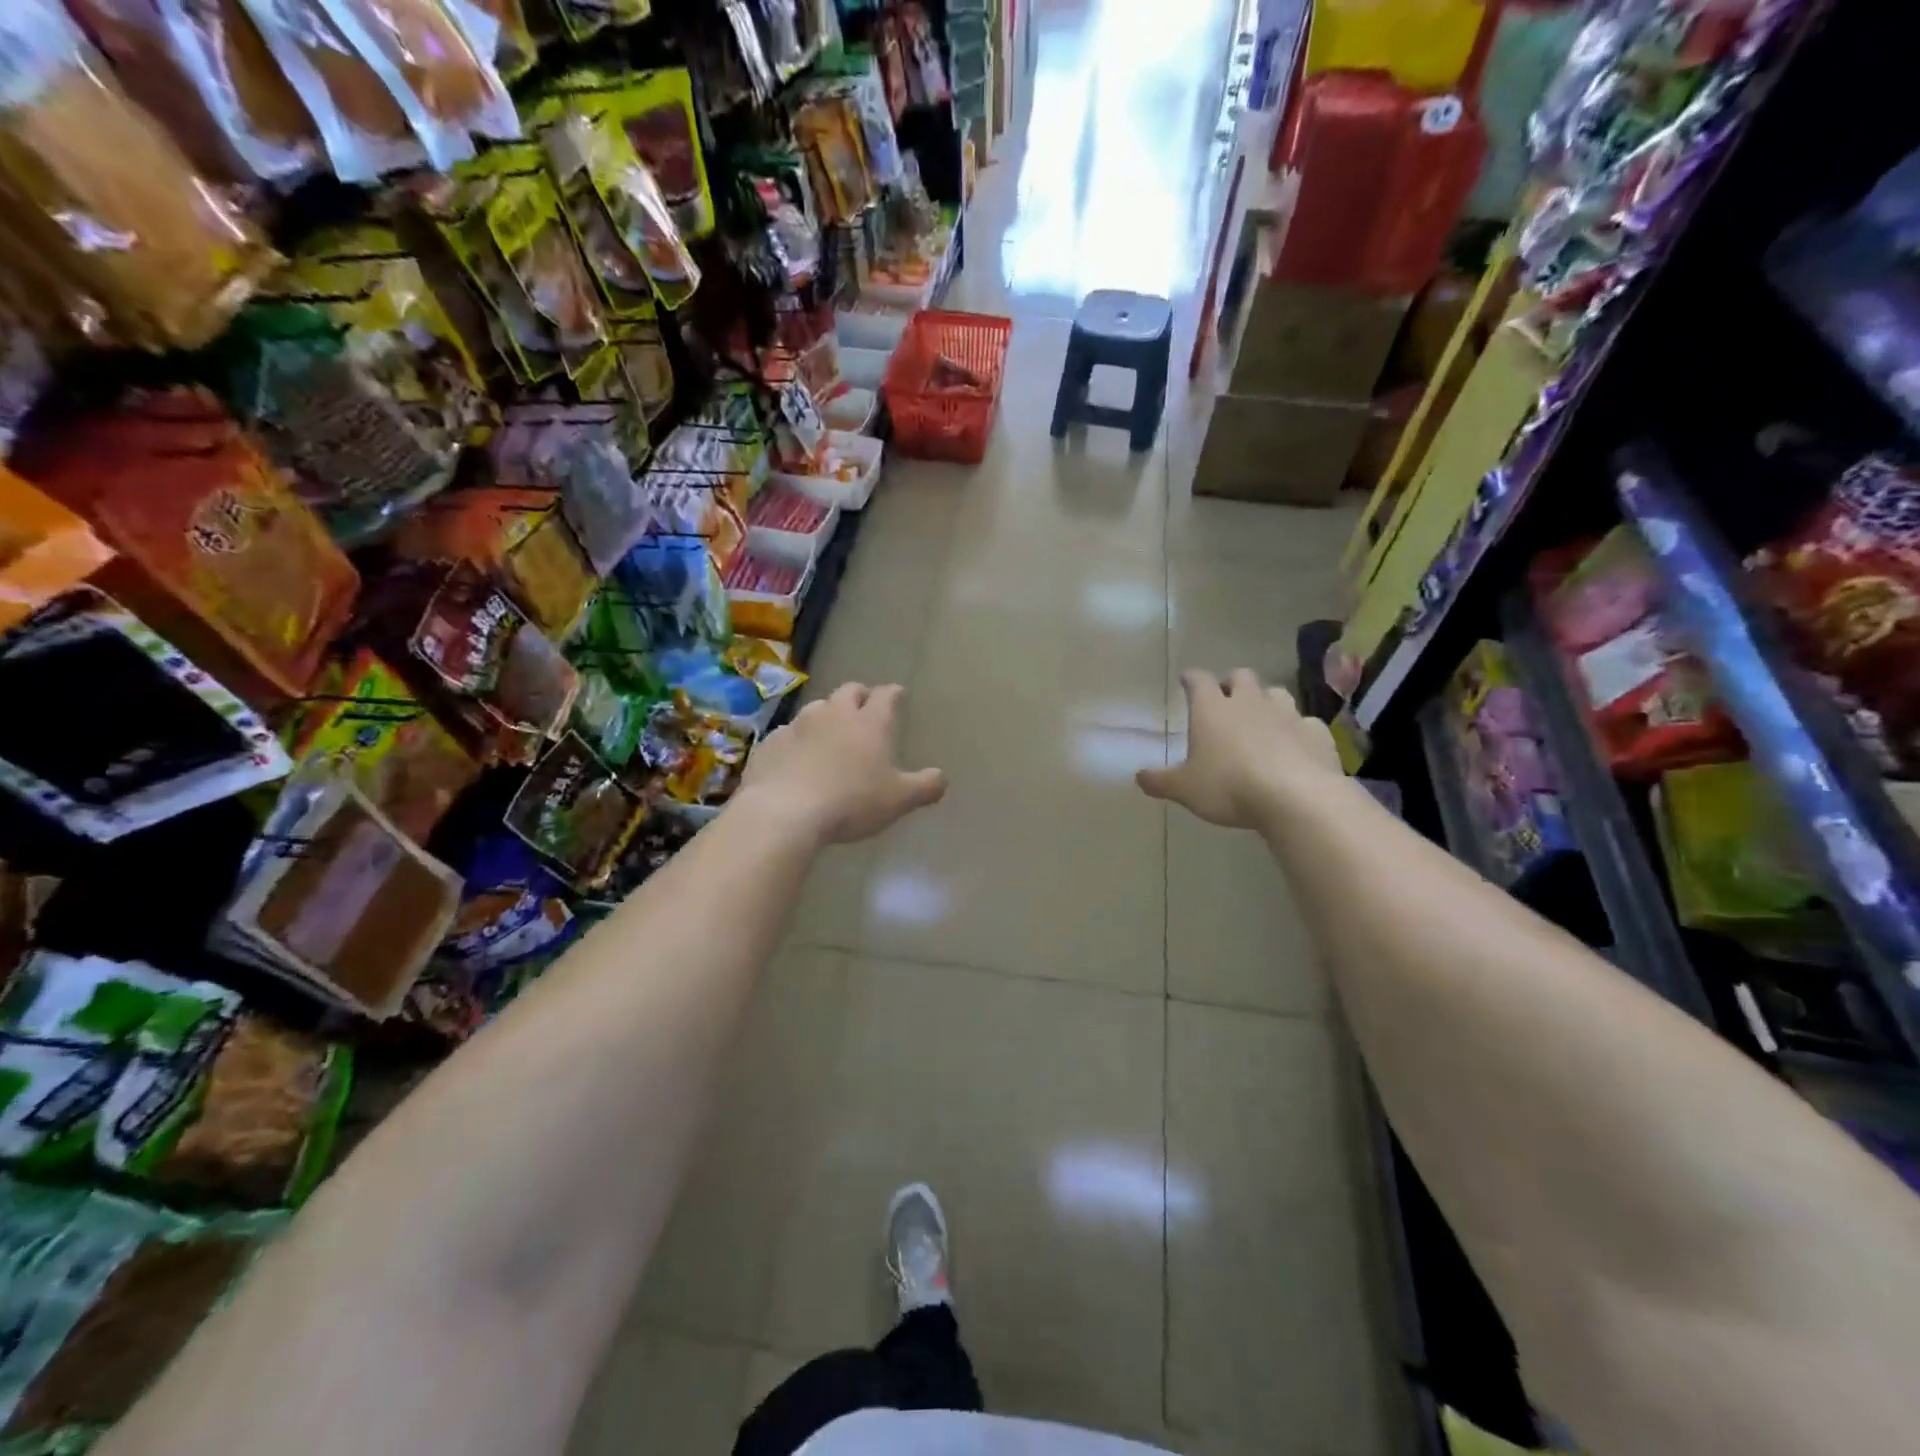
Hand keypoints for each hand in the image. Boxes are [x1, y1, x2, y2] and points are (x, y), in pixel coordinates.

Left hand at [738, 683, 947, 844]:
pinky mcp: (770, 743)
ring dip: (827, 715)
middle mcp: (834, 714)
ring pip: (816, 708)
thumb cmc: (851, 802)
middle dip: (860, 696)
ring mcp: (798, 725)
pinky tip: (797, 758)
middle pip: (849, 692)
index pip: (886, 696)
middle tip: (865, 707)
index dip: (894, 694)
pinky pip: (788, 734)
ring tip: (830, 733)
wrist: (784, 812)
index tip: (898, 695)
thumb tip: (942, 778)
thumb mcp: (898, 800)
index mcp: (869, 723)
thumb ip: (925, 787)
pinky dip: (797, 740)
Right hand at [1138, 670, 1342, 828]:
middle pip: (1241, 677)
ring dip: (1266, 701)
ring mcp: (1287, 714)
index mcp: (1212, 709)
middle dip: (1232, 683)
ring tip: (1261, 718)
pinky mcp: (1316, 733)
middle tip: (1225, 699)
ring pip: (1275, 693)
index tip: (1187, 681)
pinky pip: (1305, 723)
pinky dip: (1297, 730)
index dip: (1191, 679)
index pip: (1198, 680)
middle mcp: (1249, 702)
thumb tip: (1138, 777)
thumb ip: (1160, 781)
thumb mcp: (1185, 789)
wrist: (1297, 797)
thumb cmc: (1229, 787)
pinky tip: (1294, 745)